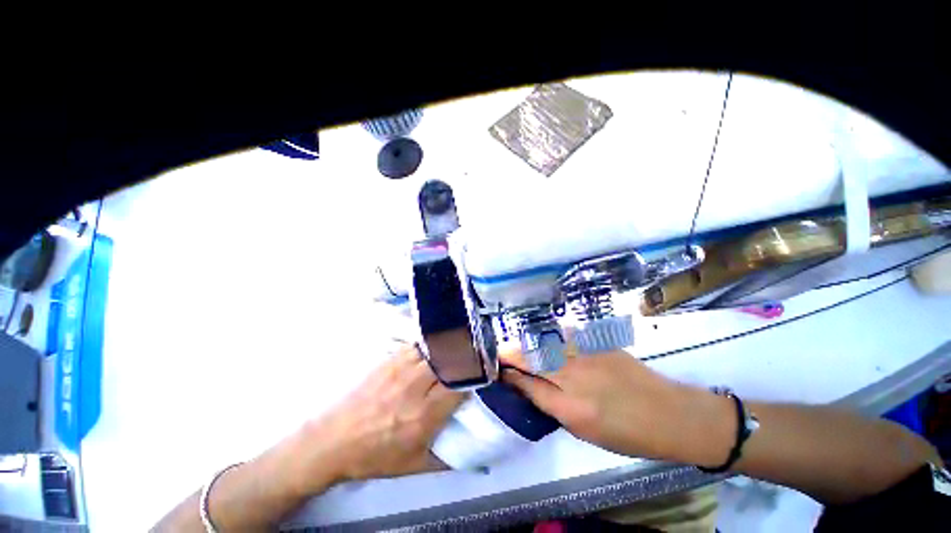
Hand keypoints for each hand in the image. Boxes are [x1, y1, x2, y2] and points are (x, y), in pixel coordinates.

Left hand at [300, 342, 465, 484]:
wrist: (333, 441)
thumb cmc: (376, 456)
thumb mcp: (416, 466)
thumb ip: (449, 456)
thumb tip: (477, 453)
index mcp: (424, 414)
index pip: (461, 384)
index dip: (477, 376)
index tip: (486, 373)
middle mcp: (416, 386)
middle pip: (450, 360)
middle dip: (468, 356)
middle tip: (478, 355)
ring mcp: (401, 369)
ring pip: (435, 348)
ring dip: (451, 347)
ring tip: (461, 346)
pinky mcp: (390, 360)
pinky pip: (418, 345)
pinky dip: (431, 345)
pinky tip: (436, 347)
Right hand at [502, 350, 732, 464]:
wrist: (670, 414)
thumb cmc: (626, 432)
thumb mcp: (583, 430)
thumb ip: (549, 404)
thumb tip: (525, 385)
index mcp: (571, 407)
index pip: (528, 385)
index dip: (510, 375)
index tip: (498, 369)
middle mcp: (576, 376)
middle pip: (532, 358)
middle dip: (511, 353)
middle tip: (500, 353)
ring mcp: (588, 354)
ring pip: (546, 341)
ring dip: (528, 342)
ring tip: (520, 346)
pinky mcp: (599, 342)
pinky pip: (566, 334)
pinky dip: (552, 335)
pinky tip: (548, 338)